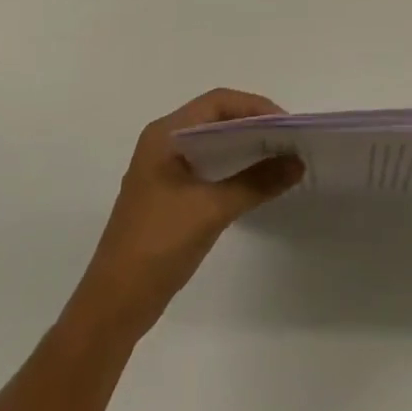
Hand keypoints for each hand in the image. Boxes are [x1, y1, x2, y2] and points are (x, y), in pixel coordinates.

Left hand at [67, 89, 302, 338]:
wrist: (113, 308)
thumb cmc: (157, 245)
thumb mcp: (211, 210)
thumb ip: (256, 182)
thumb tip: (298, 163)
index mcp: (165, 134)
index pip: (217, 102)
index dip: (254, 107)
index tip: (286, 124)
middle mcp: (162, 143)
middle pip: (215, 118)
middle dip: (252, 125)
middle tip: (287, 140)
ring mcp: (163, 169)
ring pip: (211, 143)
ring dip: (244, 147)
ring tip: (278, 157)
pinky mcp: (167, 195)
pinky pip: (206, 166)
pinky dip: (231, 167)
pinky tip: (254, 182)